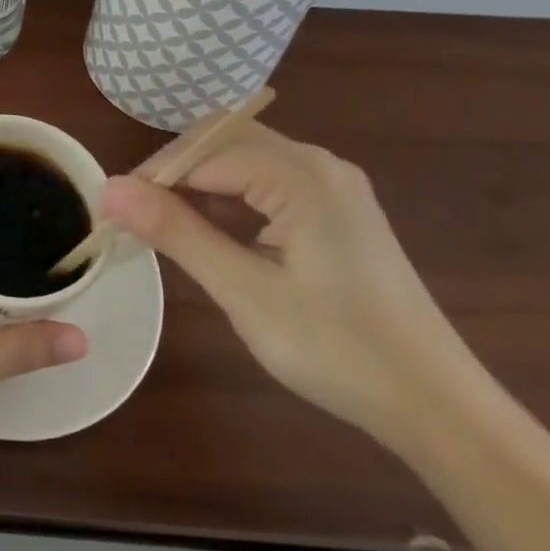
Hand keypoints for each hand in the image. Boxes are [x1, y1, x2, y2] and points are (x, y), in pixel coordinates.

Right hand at [101, 121, 470, 447]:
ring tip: (165, 226)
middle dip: (175, 172)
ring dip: (201, 184)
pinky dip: (231, 198)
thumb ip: (176, 232)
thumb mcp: (245, 291)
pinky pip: (268, 183)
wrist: (440, 408)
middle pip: (224, 141)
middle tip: (138, 216)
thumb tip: (109, 189)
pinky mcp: (337, 211)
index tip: (115, 212)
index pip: (205, 151)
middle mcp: (319, 164)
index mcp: (301, 175)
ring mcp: (333, 186)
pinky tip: (213, 233)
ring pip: (244, 160)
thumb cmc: (339, 349)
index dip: (154, 175)